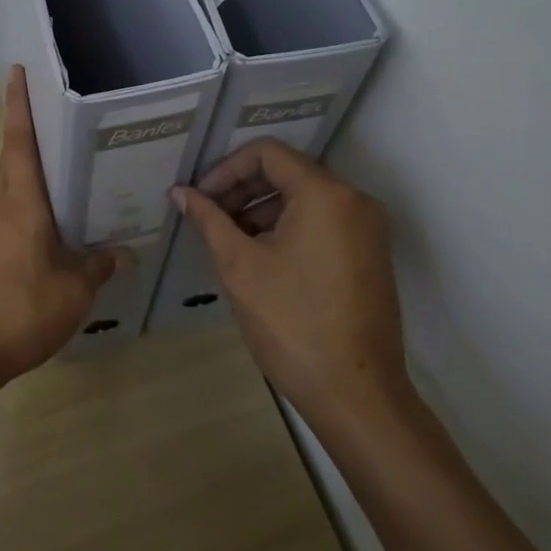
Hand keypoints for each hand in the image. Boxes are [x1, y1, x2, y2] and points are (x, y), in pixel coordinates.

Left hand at [0, 66, 127, 385]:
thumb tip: (122, 252)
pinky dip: (32, 202)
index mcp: (21, 203)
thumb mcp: (74, 289)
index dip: (19, 105)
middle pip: (14, 158)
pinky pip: (13, 212)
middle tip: (59, 112)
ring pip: (13, 186)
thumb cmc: (21, 308)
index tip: (18, 72)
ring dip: (32, 168)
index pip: (20, 142)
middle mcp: (2, 207)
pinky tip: (56, 221)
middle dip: (30, 130)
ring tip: (68, 163)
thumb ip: (98, 266)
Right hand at [172, 140, 411, 426]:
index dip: (226, 169)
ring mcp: (367, 229)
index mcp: (326, 194)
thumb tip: (180, 192)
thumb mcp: (240, 266)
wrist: (357, 396)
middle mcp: (354, 201)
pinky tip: (259, 257)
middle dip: (242, 190)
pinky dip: (287, 228)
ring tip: (228, 241)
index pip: (267, 153)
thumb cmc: (292, 324)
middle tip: (208, 218)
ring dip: (261, 210)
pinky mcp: (369, 255)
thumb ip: (209, 220)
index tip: (201, 199)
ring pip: (304, 198)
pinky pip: (322, 222)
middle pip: (287, 172)